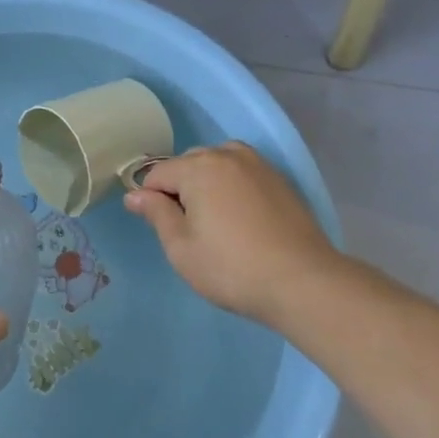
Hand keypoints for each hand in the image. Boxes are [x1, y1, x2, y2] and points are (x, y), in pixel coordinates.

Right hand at [124, 142, 336, 328]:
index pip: (158, 173)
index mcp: (198, 168)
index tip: (159, 228)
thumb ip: (156, 214)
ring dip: (207, 183)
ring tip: (215, 220)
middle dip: (180, 188)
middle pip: (188, 163)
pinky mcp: (279, 180)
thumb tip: (134, 194)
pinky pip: (242, 172)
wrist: (304, 282)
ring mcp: (257, 165)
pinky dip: (233, 186)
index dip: (150, 199)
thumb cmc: (232, 268)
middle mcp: (227, 155)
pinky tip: (241, 218)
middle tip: (190, 230)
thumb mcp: (182, 248)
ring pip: (217, 163)